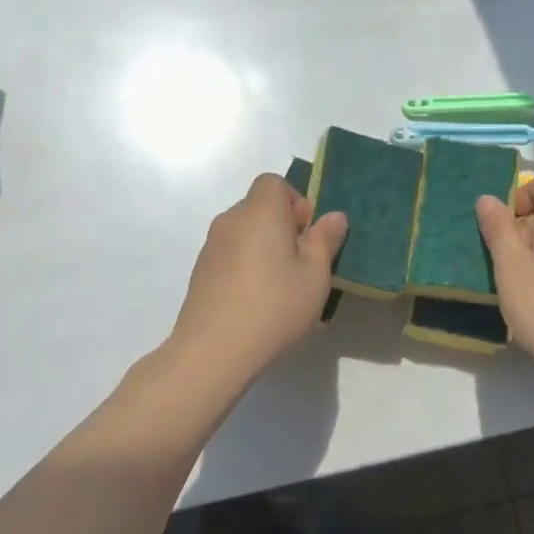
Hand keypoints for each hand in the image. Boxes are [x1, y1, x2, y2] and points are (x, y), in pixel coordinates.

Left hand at [167, 174, 347, 391]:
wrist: (213, 351)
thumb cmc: (274, 305)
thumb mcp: (315, 274)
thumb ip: (325, 240)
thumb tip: (334, 216)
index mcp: (261, 210)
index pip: (274, 183)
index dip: (295, 202)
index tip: (306, 235)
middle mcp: (231, 219)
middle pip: (259, 207)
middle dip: (282, 227)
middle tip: (300, 263)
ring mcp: (211, 246)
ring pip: (245, 233)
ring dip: (263, 248)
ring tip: (279, 287)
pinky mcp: (200, 272)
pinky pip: (230, 255)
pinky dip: (245, 266)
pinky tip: (256, 302)